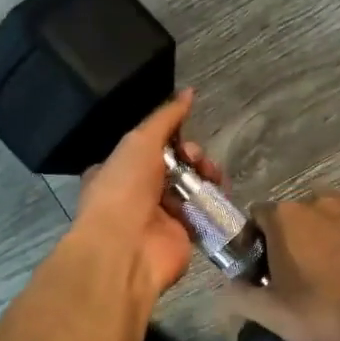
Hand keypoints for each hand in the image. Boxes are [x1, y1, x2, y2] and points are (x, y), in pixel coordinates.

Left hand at [71, 90, 226, 297]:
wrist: (126, 249)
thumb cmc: (124, 188)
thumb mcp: (140, 142)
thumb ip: (166, 118)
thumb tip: (189, 92)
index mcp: (117, 169)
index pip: (149, 146)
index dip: (170, 137)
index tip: (183, 135)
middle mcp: (136, 192)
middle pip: (174, 165)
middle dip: (191, 156)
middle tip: (197, 158)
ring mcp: (159, 216)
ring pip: (191, 187)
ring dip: (205, 176)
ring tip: (213, 176)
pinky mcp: (182, 236)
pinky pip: (202, 212)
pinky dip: (214, 201)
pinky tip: (221, 193)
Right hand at [222, 194, 339, 340]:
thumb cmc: (324, 310)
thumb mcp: (272, 314)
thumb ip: (240, 297)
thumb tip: (227, 289)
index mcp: (285, 217)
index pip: (257, 216)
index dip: (255, 241)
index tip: (261, 269)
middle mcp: (318, 201)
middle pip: (294, 214)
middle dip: (291, 237)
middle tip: (297, 273)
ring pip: (331, 215)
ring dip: (326, 233)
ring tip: (333, 268)